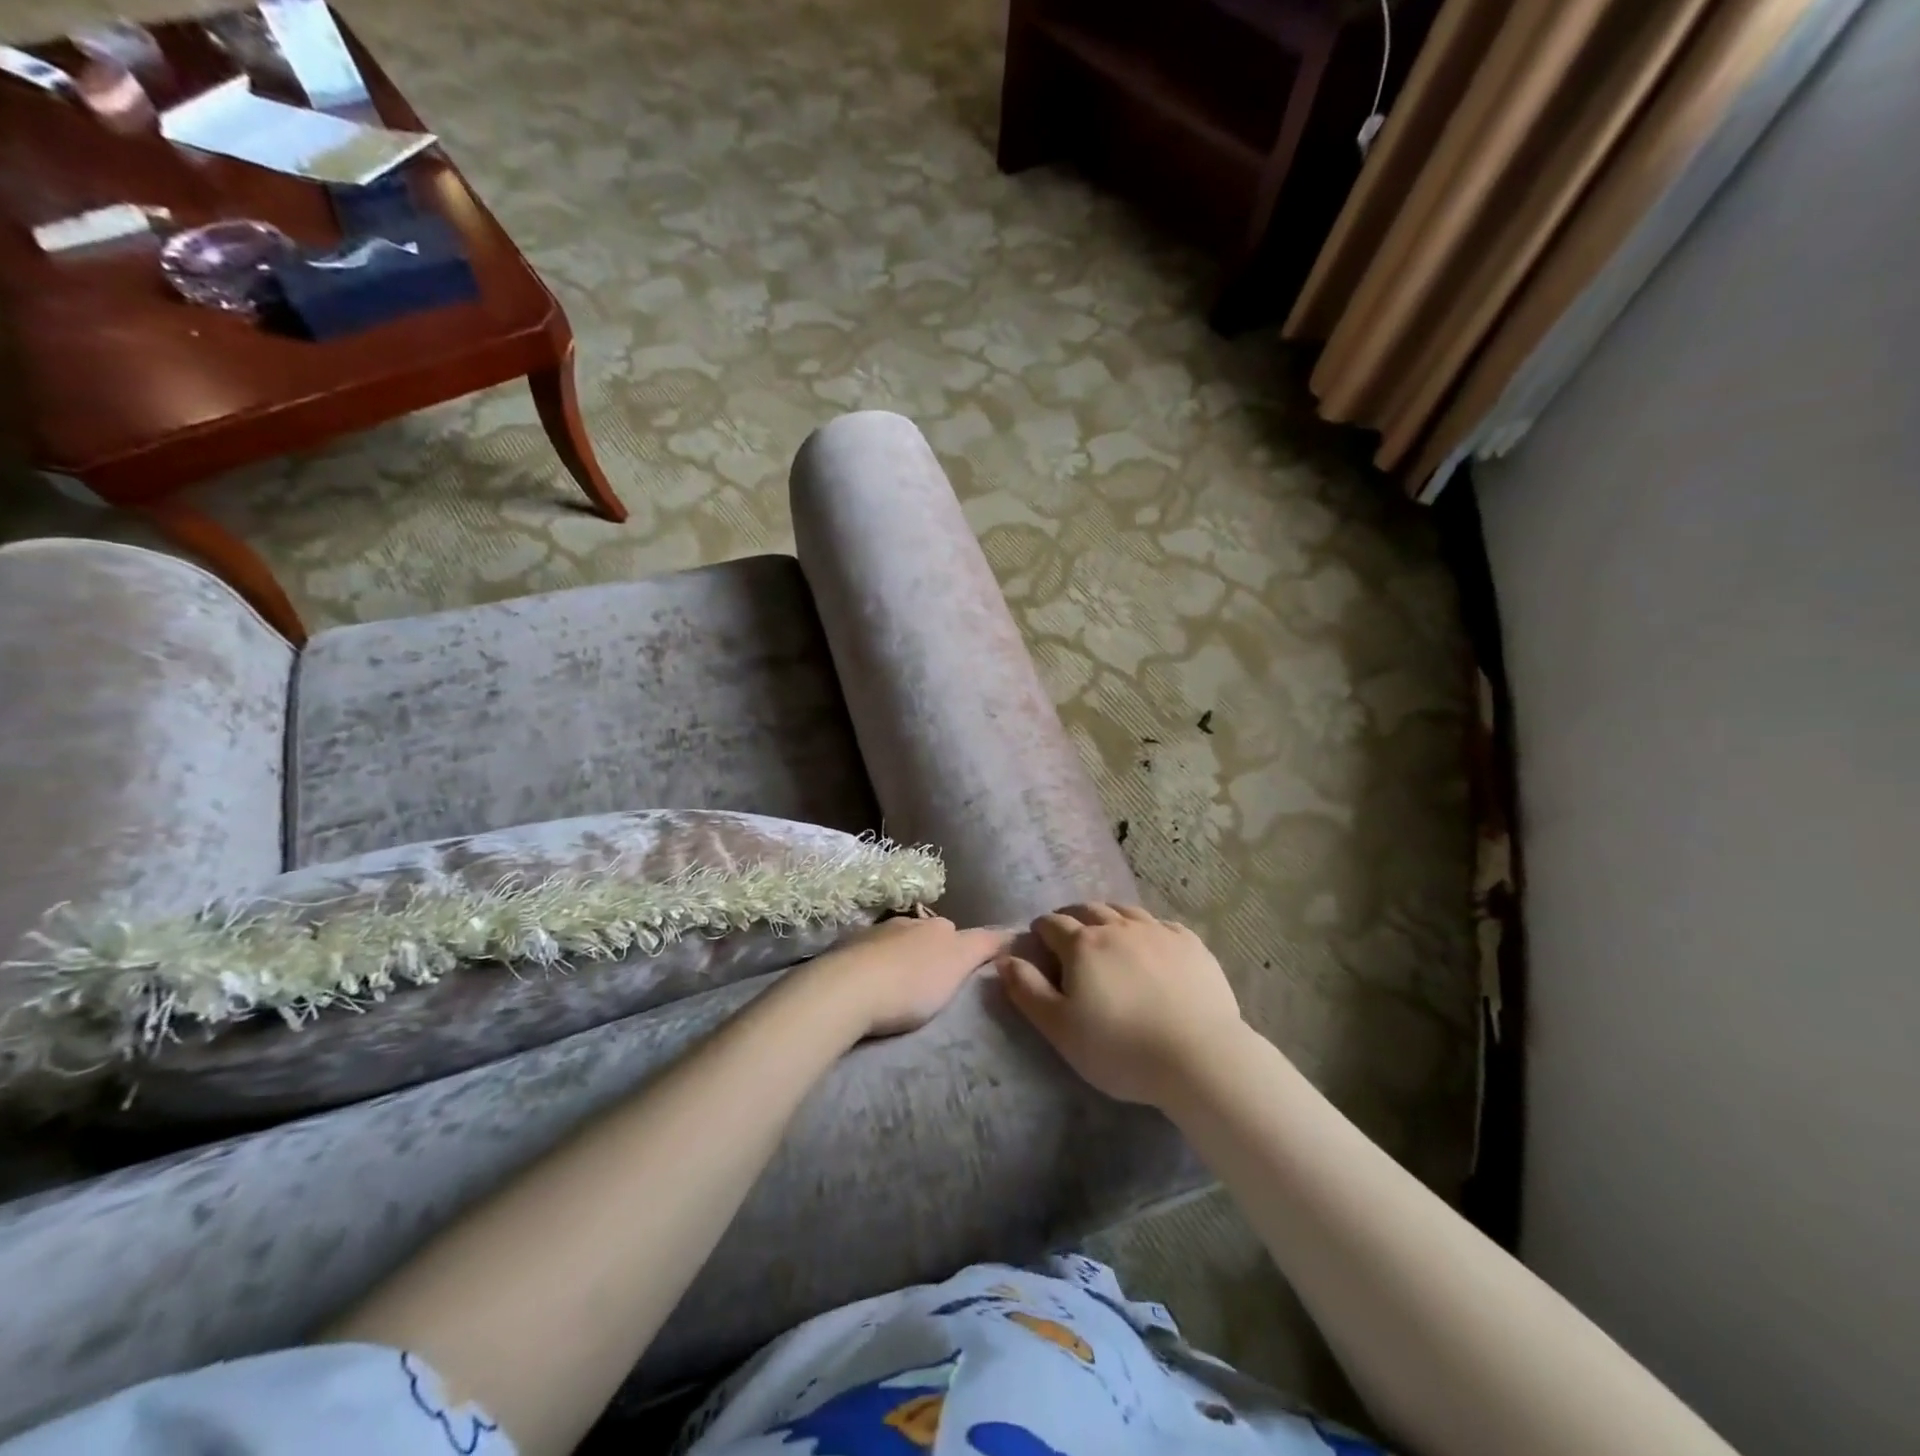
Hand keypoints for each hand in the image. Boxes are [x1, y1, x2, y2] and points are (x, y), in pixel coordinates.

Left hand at [807, 914, 1010, 1039]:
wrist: (847, 990)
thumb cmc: (911, 982)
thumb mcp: (958, 962)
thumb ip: (983, 945)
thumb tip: (1008, 931)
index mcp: (935, 925)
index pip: (958, 932)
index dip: (963, 950)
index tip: (963, 973)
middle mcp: (905, 921)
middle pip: (925, 936)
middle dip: (929, 953)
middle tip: (932, 985)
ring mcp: (872, 934)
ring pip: (895, 944)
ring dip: (899, 960)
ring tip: (899, 989)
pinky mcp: (844, 952)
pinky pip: (867, 958)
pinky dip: (873, 968)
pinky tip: (871, 989)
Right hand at [996, 903, 1244, 1106]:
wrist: (1198, 1057)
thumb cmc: (1120, 1048)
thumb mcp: (1060, 1028)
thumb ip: (1027, 990)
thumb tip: (1004, 958)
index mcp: (1083, 945)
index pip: (1053, 924)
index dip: (1041, 929)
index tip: (1037, 938)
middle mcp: (1118, 928)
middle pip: (1089, 910)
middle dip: (1073, 917)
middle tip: (1069, 932)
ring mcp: (1158, 932)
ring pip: (1126, 911)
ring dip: (1109, 916)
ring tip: (1106, 930)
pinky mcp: (1191, 944)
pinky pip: (1162, 924)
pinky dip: (1147, 927)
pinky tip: (1150, 941)